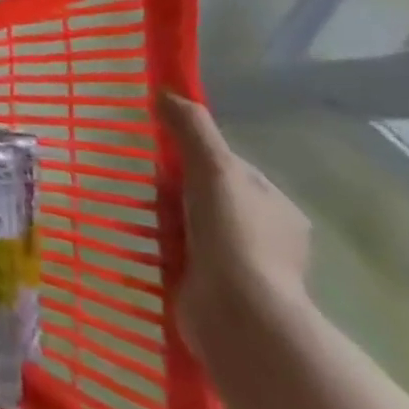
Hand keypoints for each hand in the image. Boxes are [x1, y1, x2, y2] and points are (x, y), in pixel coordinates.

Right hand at [162, 91, 311, 348]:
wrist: (238, 317)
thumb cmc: (233, 235)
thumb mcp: (213, 167)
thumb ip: (191, 128)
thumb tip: (163, 91)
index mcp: (276, 207)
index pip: (229, 169)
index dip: (194, 158)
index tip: (160, 157)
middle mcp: (267, 238)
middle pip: (207, 198)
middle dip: (175, 193)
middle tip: (141, 187)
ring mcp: (243, 269)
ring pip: (193, 230)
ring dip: (164, 224)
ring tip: (131, 215)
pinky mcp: (217, 294)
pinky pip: (182, 260)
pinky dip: (160, 253)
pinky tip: (138, 246)